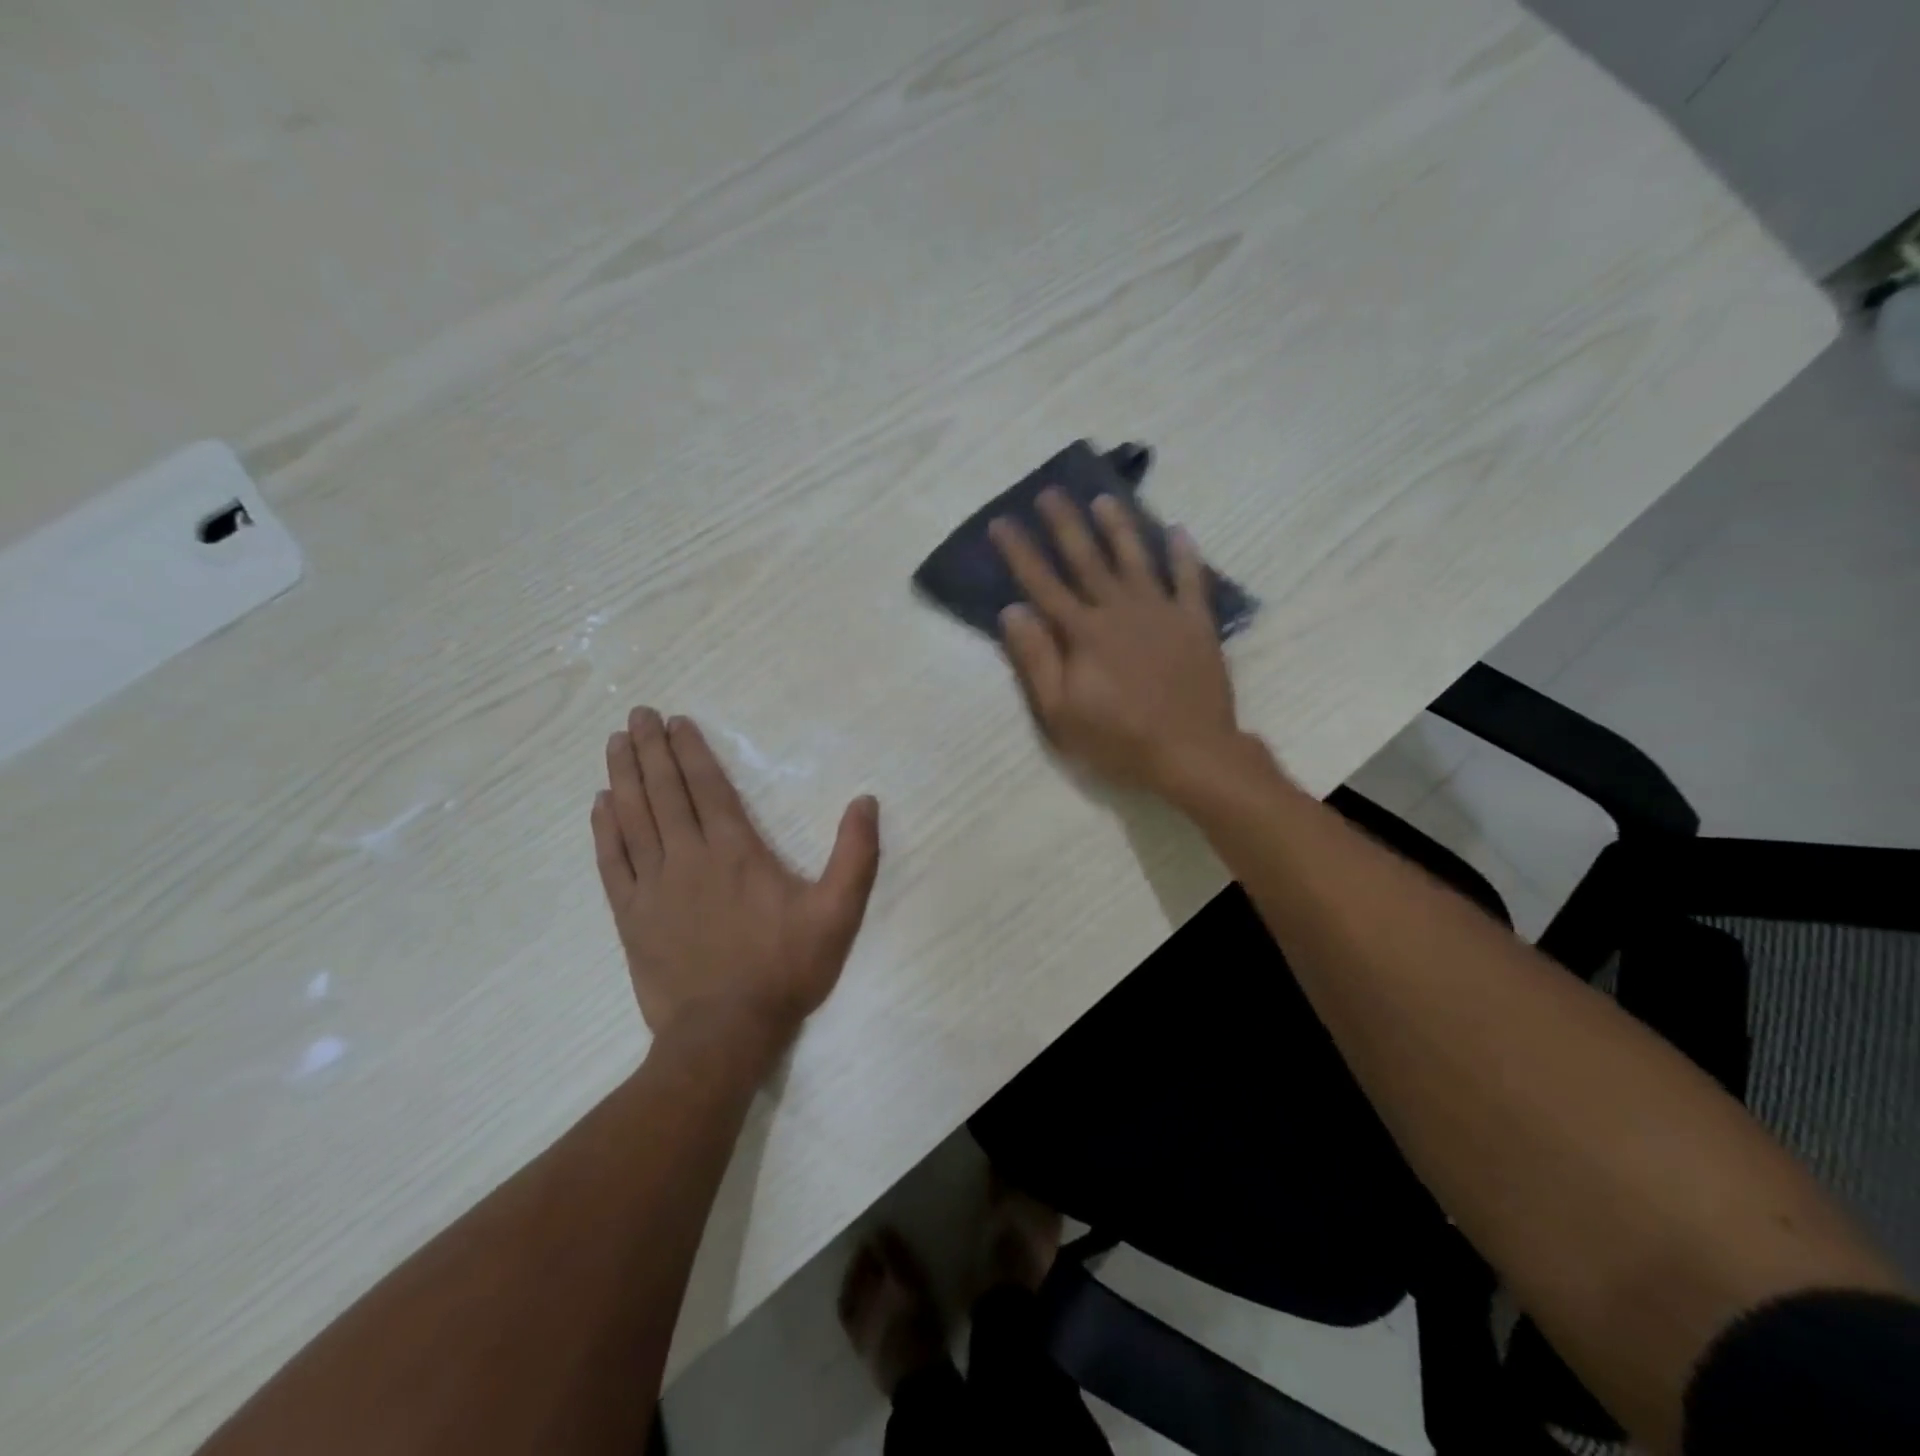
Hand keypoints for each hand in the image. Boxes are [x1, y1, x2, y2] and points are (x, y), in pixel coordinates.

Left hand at [592, 709, 880, 1060]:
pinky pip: (611, 862)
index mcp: (735, 850)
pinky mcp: (630, 916)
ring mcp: (653, 886)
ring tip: (615, 743)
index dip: (690, 750)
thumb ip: (855, 855)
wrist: (725, 1032)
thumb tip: (866, 800)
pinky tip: (599, 804)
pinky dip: (604, 830)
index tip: (674, 720)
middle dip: (651, 749)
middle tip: (637, 714)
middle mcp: (688, 856)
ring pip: (633, 818)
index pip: (707, 786)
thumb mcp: (837, 913)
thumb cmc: (784, 968)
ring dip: (623, 776)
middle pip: (664, 792)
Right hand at [990, 490, 1241, 796]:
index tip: (1001, 522)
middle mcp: (1120, 610)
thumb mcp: (1060, 711)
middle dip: (1065, 525)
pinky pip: (1191, 580)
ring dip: (1119, 527)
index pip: (1043, 584)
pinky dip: (1185, 554)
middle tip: (1050, 492)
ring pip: (1136, 559)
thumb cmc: (1118, 738)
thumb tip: (1012, 611)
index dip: (1020, 552)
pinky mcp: (1196, 623)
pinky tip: (1178, 531)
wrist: (1190, 752)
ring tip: (1105, 500)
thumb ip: (1036, 659)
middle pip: (1087, 559)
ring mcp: (1161, 612)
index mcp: (1083, 633)